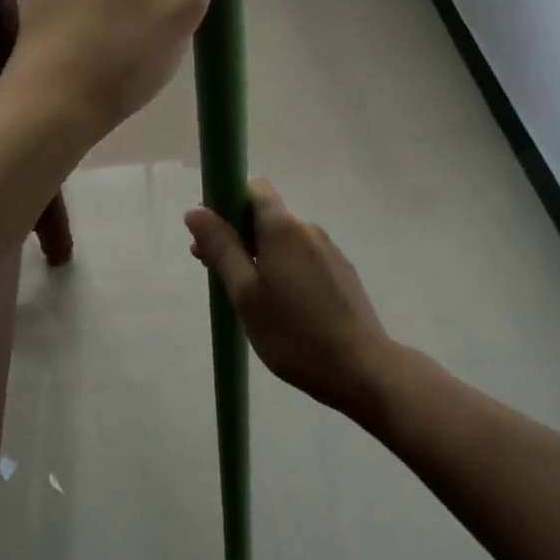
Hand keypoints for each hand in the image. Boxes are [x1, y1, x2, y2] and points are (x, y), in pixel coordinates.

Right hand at [186, 180, 394, 417]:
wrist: (363, 370)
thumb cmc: (294, 333)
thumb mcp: (245, 294)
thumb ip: (221, 248)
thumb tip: (195, 211)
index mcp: (283, 227)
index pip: (254, 189)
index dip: (229, 202)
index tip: (213, 234)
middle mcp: (308, 229)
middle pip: (267, 215)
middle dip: (239, 233)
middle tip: (217, 270)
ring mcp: (329, 251)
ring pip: (284, 239)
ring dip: (261, 254)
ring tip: (248, 296)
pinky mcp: (342, 272)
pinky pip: (303, 257)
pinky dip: (284, 268)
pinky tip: (282, 306)